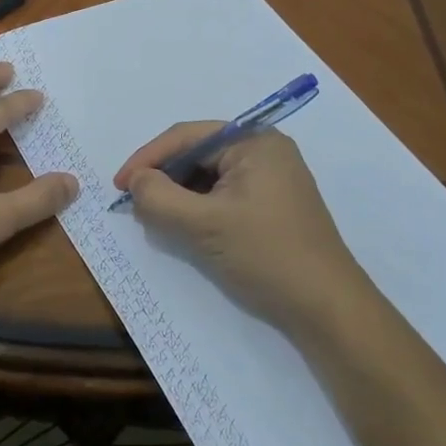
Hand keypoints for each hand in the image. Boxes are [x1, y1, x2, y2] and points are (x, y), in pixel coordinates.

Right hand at [114, 124, 368, 339]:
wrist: (327, 309)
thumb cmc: (266, 255)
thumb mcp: (204, 225)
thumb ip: (159, 197)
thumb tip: (136, 182)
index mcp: (254, 141)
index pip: (187, 137)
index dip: (147, 158)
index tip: (118, 186)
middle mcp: (265, 151)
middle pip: (197, 154)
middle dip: (164, 177)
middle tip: (135, 204)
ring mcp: (271, 179)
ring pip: (208, 177)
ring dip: (179, 195)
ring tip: (155, 218)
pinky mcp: (271, 206)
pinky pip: (223, 195)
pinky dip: (198, 208)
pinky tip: (184, 227)